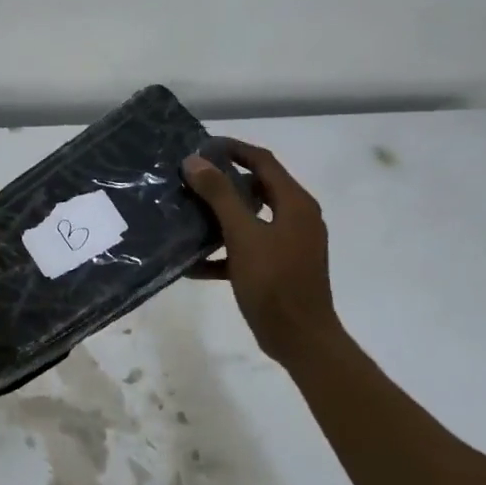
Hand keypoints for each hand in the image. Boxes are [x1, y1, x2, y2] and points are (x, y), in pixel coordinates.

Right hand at [182, 139, 340, 362]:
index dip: (233, 149)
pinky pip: (247, 249)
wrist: (299, 338)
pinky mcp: (278, 268)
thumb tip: (195, 161)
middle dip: (222, 183)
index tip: (201, 146)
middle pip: (256, 188)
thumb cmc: (274, 282)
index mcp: (295, 204)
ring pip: (249, 220)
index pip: (263, 161)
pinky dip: (224, 252)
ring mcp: (289, 245)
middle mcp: (296, 218)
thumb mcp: (243, 235)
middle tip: (188, 180)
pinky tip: (193, 264)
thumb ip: (220, 196)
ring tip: (186, 215)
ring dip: (219, 217)